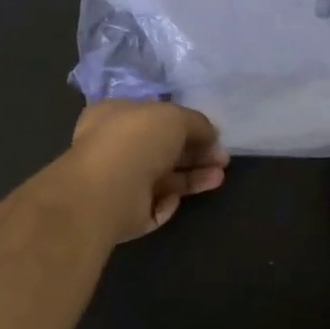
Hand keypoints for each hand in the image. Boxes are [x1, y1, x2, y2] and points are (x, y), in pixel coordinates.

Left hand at [64, 100, 228, 242]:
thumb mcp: (174, 117)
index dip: (185, 125)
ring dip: (192, 178)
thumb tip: (211, 135)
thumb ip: (196, 123)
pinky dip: (168, 202)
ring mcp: (118, 181)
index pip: (154, 117)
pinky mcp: (123, 212)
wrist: (107, 190)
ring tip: (219, 178)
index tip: (212, 134)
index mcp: (115, 115)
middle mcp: (114, 147)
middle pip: (163, 149)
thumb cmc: (136, 140)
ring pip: (163, 178)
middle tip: (222, 159)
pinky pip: (154, 205)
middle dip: (195, 154)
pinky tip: (176, 199)